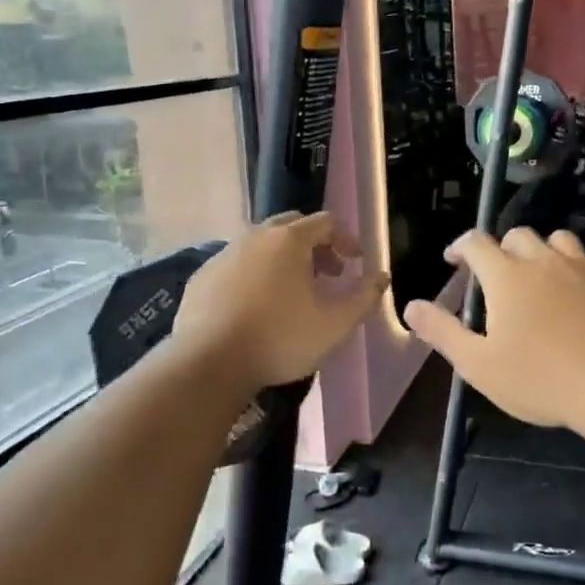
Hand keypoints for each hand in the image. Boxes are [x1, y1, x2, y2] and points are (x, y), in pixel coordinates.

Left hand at [174, 212, 388, 395]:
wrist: (208, 362)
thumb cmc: (280, 338)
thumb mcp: (335, 324)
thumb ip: (364, 296)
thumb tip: (381, 276)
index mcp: (289, 240)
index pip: (326, 222)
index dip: (346, 238)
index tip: (356, 261)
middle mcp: (255, 236)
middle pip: (292, 227)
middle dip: (316, 246)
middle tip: (329, 274)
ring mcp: (224, 254)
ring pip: (262, 245)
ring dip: (284, 260)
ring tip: (294, 292)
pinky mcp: (202, 277)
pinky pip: (237, 265)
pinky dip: (255, 275)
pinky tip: (257, 306)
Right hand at [402, 228, 584, 432]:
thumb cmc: (542, 378)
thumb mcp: (479, 364)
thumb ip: (443, 332)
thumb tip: (410, 306)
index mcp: (505, 276)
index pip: (475, 242)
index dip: (460, 246)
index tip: (454, 260)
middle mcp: (542, 259)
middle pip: (517, 236)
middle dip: (503, 249)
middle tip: (501, 276)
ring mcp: (582, 265)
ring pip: (558, 239)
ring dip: (544, 251)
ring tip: (543, 275)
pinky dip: (581, 263)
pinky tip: (583, 284)